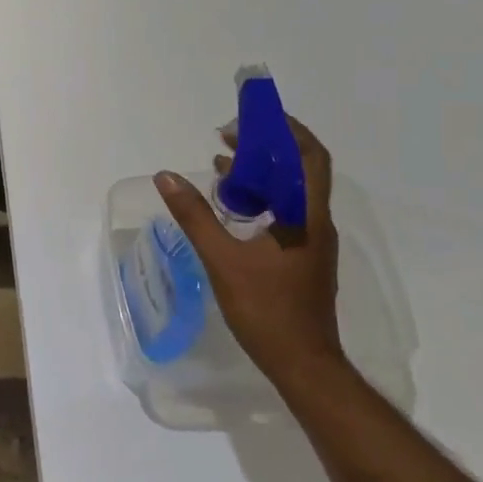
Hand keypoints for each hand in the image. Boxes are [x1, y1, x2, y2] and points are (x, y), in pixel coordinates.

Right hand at [154, 116, 344, 383]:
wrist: (303, 364)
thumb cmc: (266, 309)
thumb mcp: (222, 259)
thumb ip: (195, 215)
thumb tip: (166, 176)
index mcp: (306, 216)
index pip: (310, 156)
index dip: (287, 129)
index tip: (252, 117)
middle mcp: (316, 221)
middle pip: (300, 168)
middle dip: (266, 145)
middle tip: (227, 135)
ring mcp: (311, 241)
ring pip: (290, 190)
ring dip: (260, 171)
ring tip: (222, 163)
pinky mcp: (302, 256)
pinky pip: (284, 210)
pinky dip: (259, 196)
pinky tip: (231, 205)